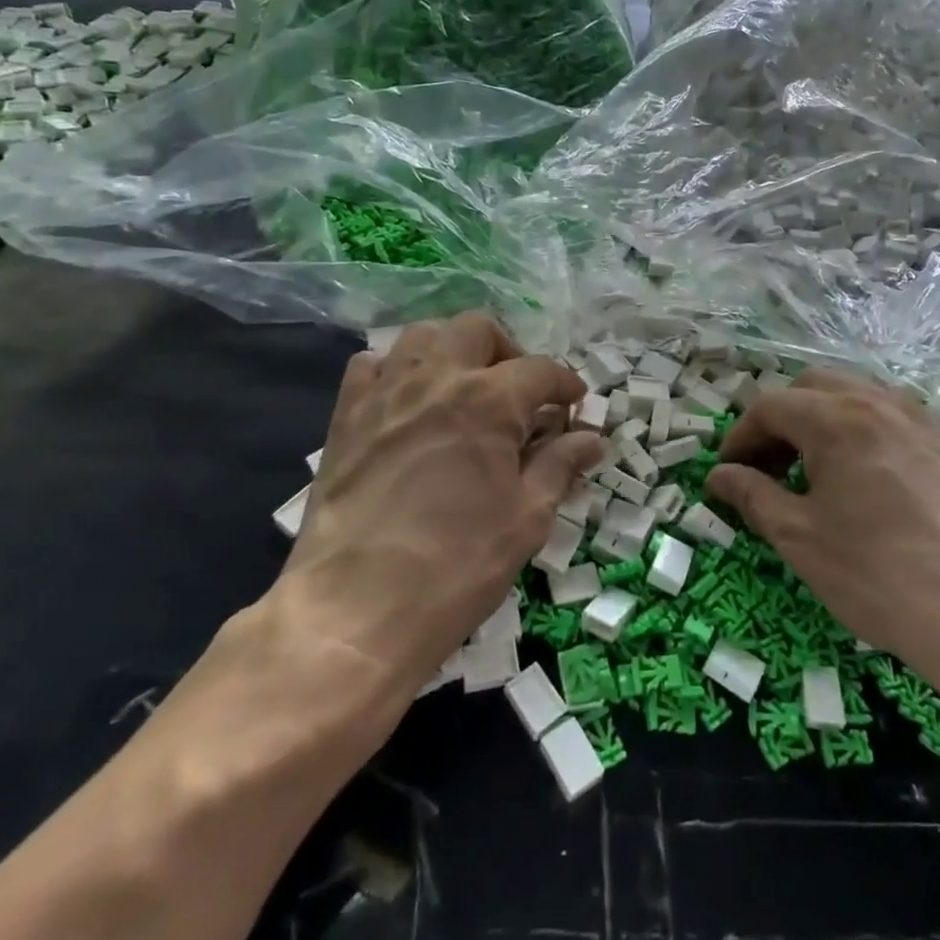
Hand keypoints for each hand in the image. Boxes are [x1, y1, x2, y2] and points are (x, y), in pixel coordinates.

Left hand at [272, 313, 602, 706]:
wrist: (355, 609)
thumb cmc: (456, 567)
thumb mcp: (525, 518)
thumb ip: (560, 466)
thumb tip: (592, 439)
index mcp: (488, 400)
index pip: (540, 370)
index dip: (565, 384)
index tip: (574, 405)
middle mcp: (437, 378)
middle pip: (478, 330)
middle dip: (509, 352)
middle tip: (519, 393)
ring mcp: (385, 391)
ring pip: (423, 335)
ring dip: (453, 350)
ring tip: (464, 388)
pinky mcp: (347, 414)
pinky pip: (372, 364)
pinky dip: (396, 369)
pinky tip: (407, 400)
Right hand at [706, 369, 939, 698]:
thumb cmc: (880, 576)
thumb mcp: (800, 539)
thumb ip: (752, 496)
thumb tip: (718, 475)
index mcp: (835, 418)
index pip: (770, 406)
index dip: (740, 436)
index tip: (727, 473)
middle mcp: (878, 403)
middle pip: (812, 387)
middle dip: (780, 419)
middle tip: (768, 467)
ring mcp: (921, 422)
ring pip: (855, 396)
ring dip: (821, 420)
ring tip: (813, 471)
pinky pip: (891, 419)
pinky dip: (861, 432)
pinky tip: (864, 480)